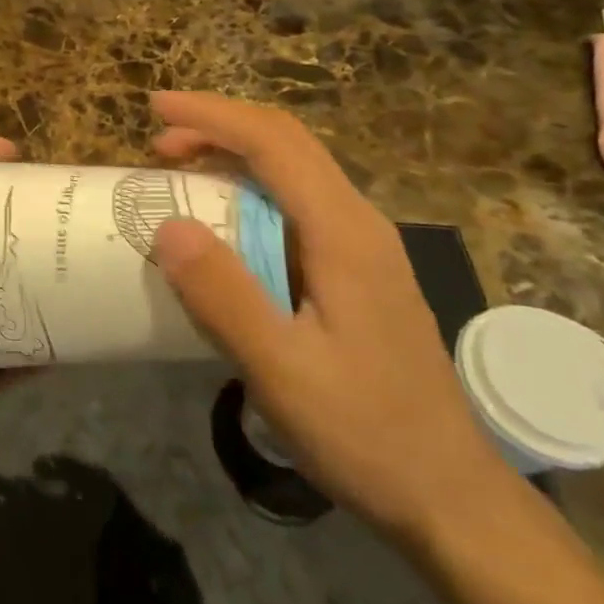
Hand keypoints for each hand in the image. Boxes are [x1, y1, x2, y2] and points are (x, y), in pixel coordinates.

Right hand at [147, 91, 508, 542]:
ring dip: (233, 156)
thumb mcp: (282, 371)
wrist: (449, 496)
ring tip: (180, 172)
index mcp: (344, 233)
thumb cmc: (366, 433)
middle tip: (157, 144)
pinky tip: (224, 224)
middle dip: (218, 128)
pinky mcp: (356, 272)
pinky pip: (296, 205)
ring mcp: (362, 247)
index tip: (153, 107)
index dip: (210, 115)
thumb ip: (224, 296)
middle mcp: (358, 223)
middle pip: (287, 144)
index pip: (274, 143)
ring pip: (294, 171)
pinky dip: (249, 191)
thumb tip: (168, 226)